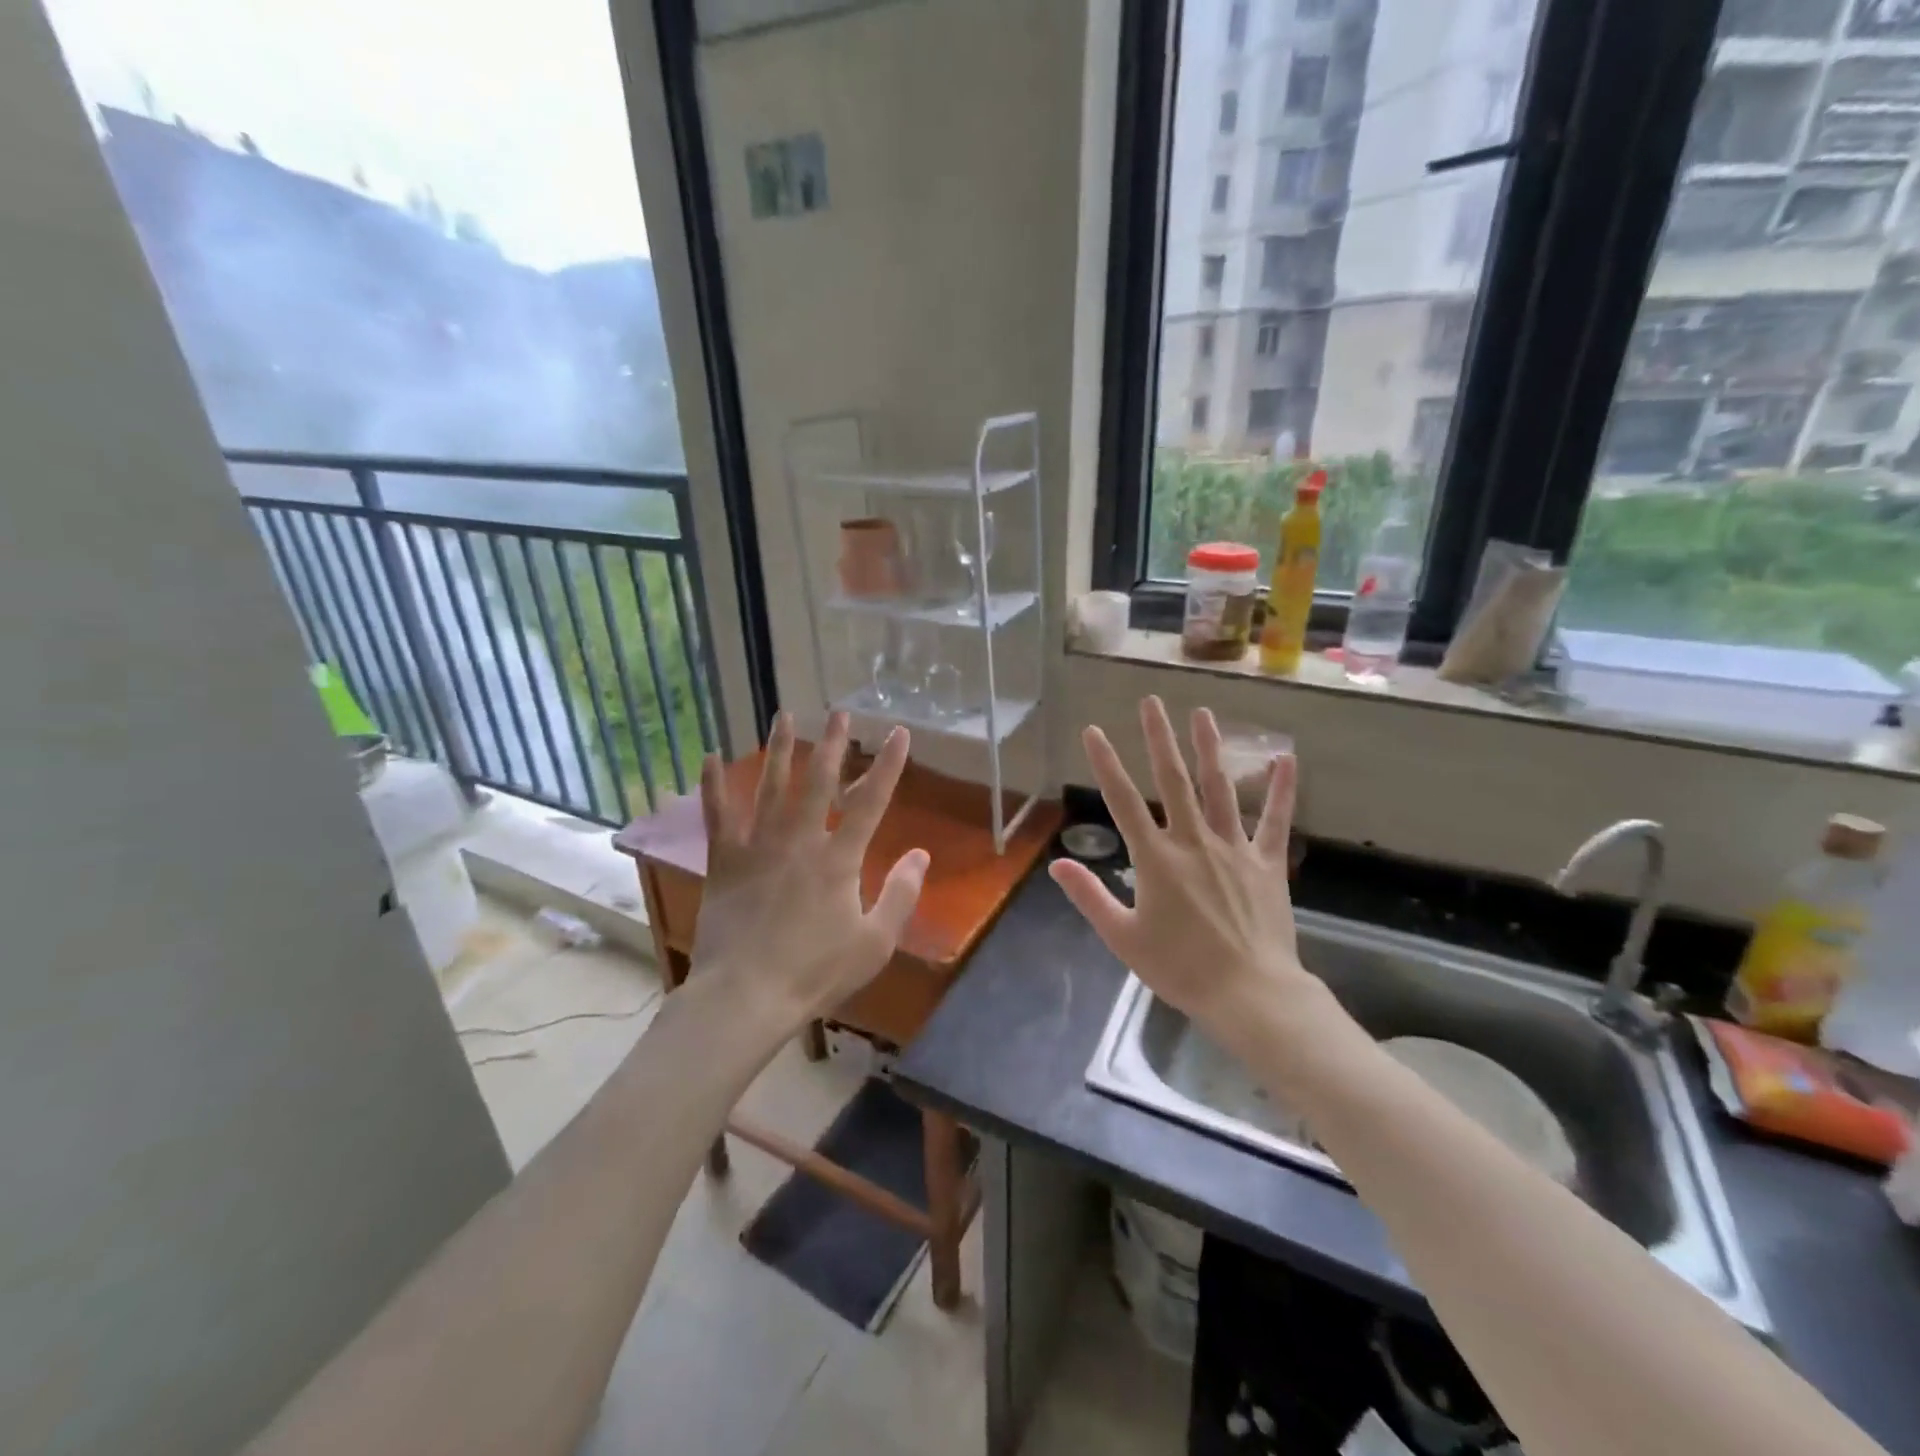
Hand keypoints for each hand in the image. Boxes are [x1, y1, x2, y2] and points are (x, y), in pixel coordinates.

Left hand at [691, 711, 926, 1029]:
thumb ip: (901, 895)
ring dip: (780, 749)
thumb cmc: (816, 972)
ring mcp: (758, 847)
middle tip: (839, 713)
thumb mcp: (875, 943)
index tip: (899, 733)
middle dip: (833, 745)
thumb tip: (920, 854)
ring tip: (785, 716)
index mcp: (839, 860)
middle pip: (819, 782)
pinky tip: (710, 757)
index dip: (888, 766)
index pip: (871, 802)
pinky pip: (718, 815)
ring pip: (771, 787)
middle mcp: (800, 841)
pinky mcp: (725, 861)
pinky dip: (713, 785)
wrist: (746, 995)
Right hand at [1050, 698, 1331, 1050]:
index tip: (1094, 731)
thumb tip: (1055, 865)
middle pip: (1173, 780)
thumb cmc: (1180, 968)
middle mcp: (1193, 841)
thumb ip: (1090, 896)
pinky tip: (1286, 759)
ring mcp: (1234, 848)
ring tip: (1201, 713)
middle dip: (1159, 738)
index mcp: (1156, 859)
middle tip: (1151, 701)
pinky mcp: (1267, 863)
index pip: (1123, 801)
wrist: (1250, 994)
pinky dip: (1280, 790)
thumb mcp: (1123, 938)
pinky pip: (1274, 820)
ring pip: (1219, 788)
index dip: (1106, 764)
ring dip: (1208, 748)